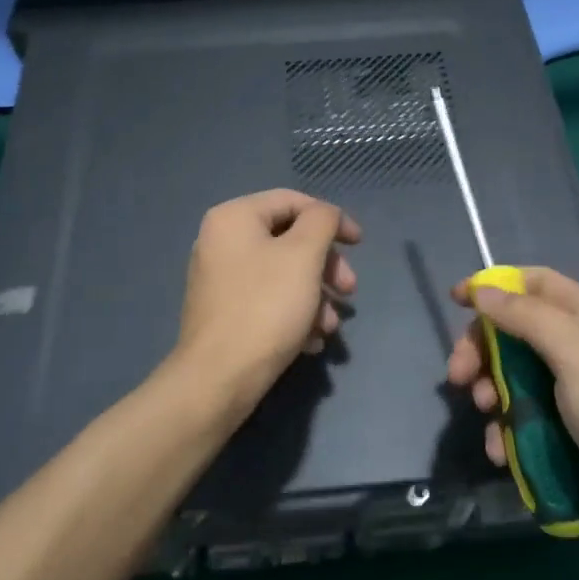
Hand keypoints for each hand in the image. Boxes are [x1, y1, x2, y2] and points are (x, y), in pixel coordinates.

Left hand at [175, 189, 360, 415]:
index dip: (332, 219)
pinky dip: (294, 314)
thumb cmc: (266, 306)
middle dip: (325, 266)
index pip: (292, 201)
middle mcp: (221, 242)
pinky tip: (310, 341)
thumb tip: (325, 215)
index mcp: (234, 218)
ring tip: (330, 326)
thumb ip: (322, 221)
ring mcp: (219, 279)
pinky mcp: (224, 313)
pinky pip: (267, 301)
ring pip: (283, 275)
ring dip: (315, 296)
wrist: (219, 378)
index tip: (359, 245)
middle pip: (289, 240)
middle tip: (349, 290)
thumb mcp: (304, 254)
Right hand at [445, 267, 578, 546]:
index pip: (534, 284)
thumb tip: (483, 290)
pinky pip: (530, 418)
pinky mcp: (574, 431)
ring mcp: (578, 392)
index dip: (495, 287)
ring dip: (492, 395)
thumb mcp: (575, 353)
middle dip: (482, 351)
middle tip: (457, 377)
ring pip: (517, 379)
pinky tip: (503, 452)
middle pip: (517, 333)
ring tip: (488, 418)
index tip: (457, 301)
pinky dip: (510, 430)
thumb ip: (526, 317)